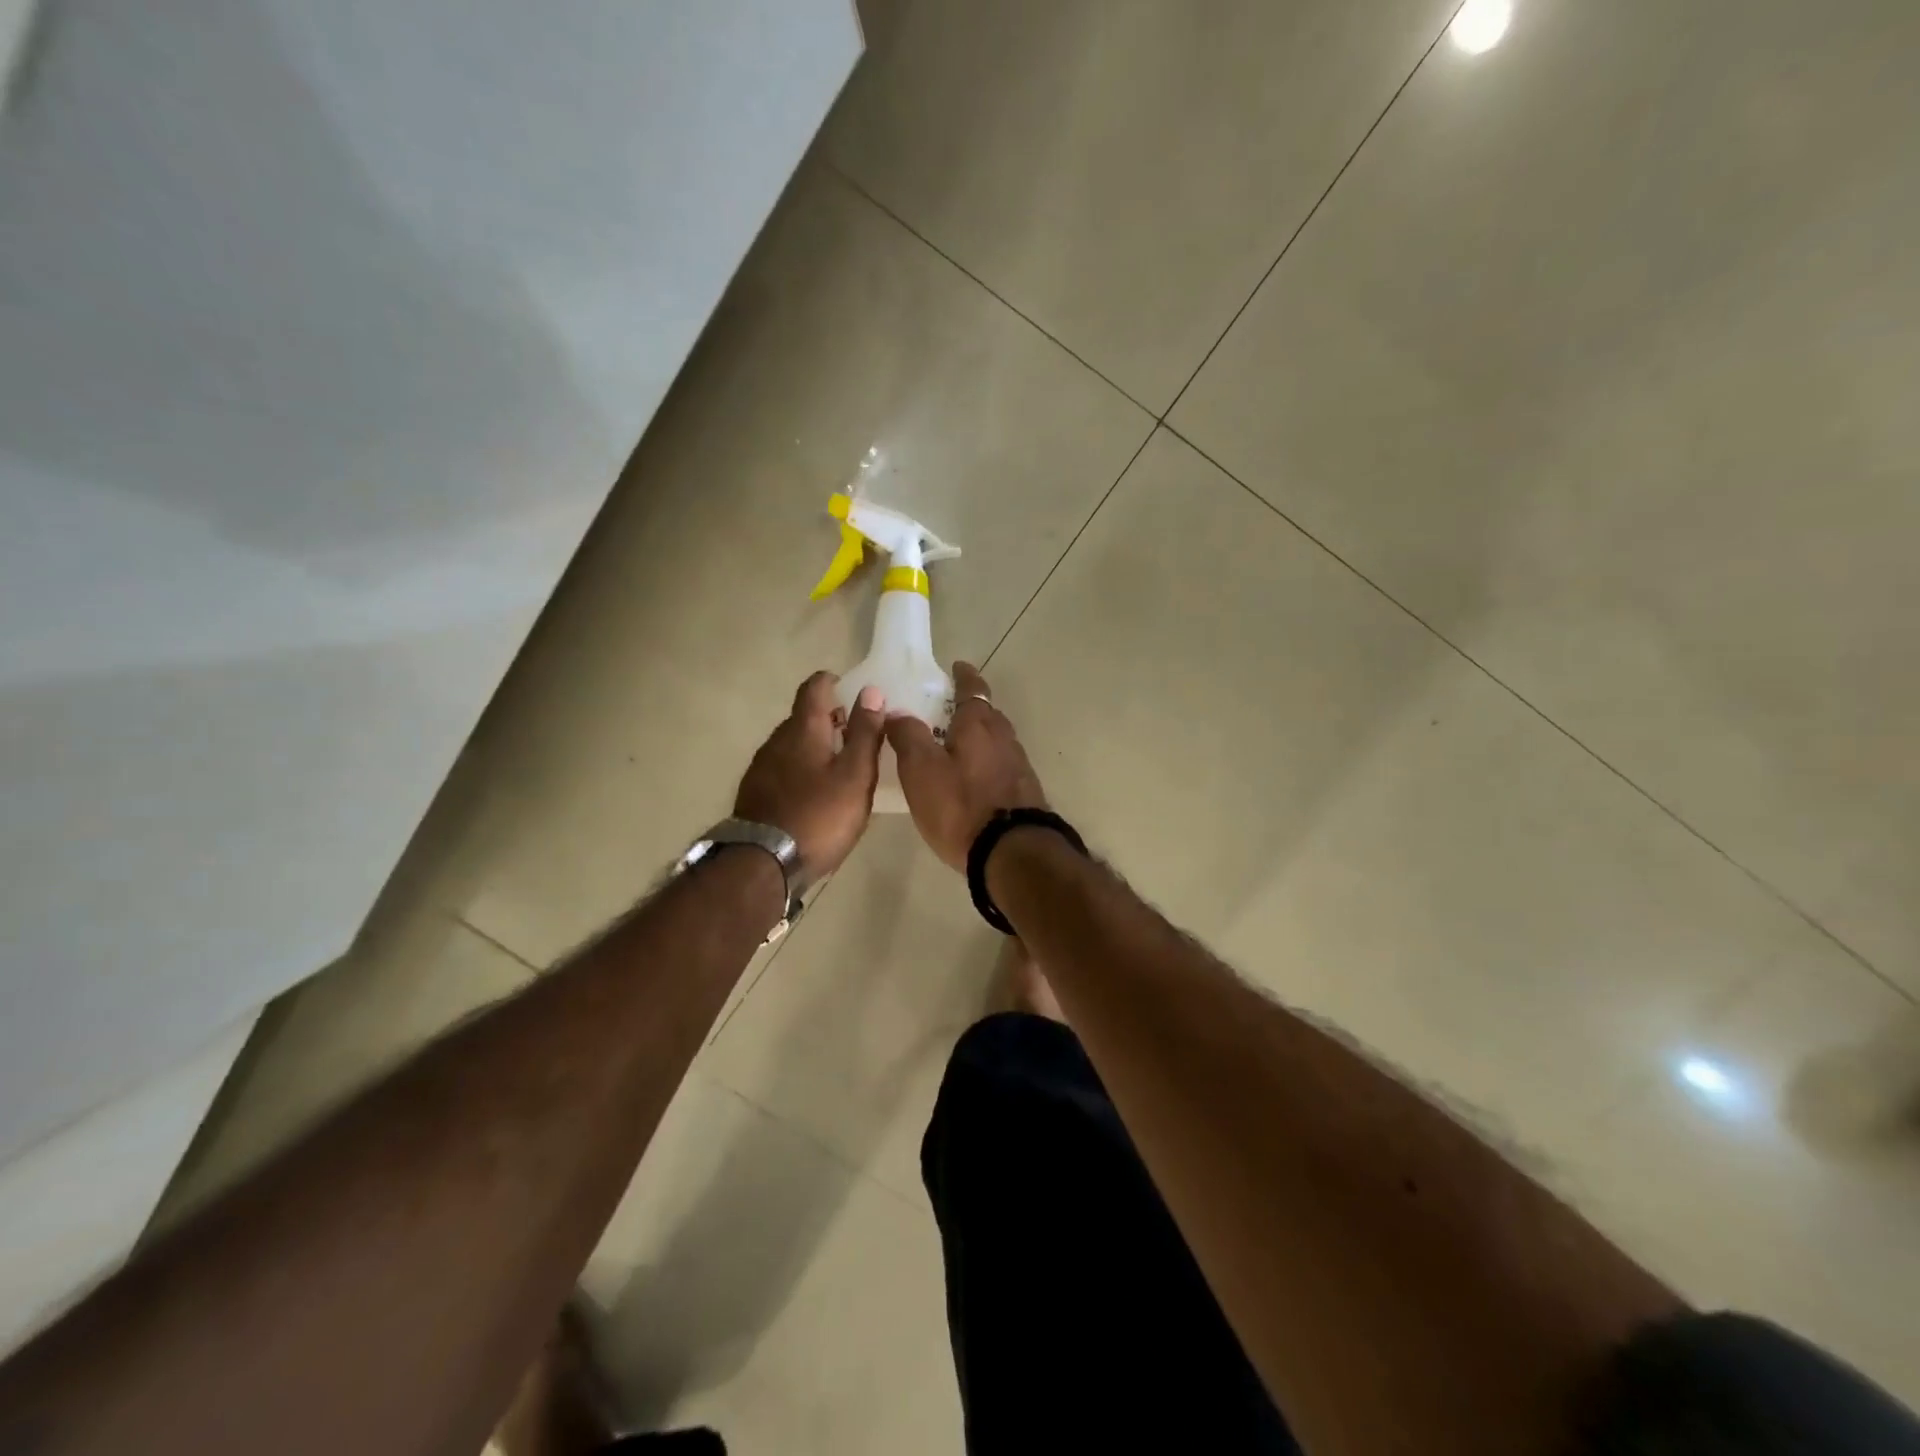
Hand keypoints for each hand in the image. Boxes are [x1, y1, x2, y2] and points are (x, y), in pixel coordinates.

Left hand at [735, 673, 886, 882]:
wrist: (762, 864)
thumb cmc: (819, 816)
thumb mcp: (855, 775)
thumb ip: (865, 733)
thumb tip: (871, 691)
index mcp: (803, 729)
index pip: (814, 687)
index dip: (833, 682)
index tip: (852, 691)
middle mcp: (777, 740)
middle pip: (803, 717)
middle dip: (830, 719)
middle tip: (857, 736)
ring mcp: (761, 767)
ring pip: (793, 744)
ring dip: (815, 746)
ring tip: (840, 768)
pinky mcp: (755, 792)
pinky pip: (783, 768)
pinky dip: (801, 769)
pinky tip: (815, 794)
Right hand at [885, 662, 1047, 871]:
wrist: (1012, 854)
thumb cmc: (961, 807)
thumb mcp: (921, 771)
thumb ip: (908, 737)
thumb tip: (897, 712)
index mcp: (979, 726)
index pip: (973, 689)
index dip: (964, 677)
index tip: (957, 667)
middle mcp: (1004, 740)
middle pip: (988, 715)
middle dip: (970, 709)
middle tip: (947, 711)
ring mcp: (1019, 768)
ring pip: (996, 742)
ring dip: (979, 739)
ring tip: (956, 748)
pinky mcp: (1024, 794)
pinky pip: (1001, 767)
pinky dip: (986, 765)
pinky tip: (973, 781)